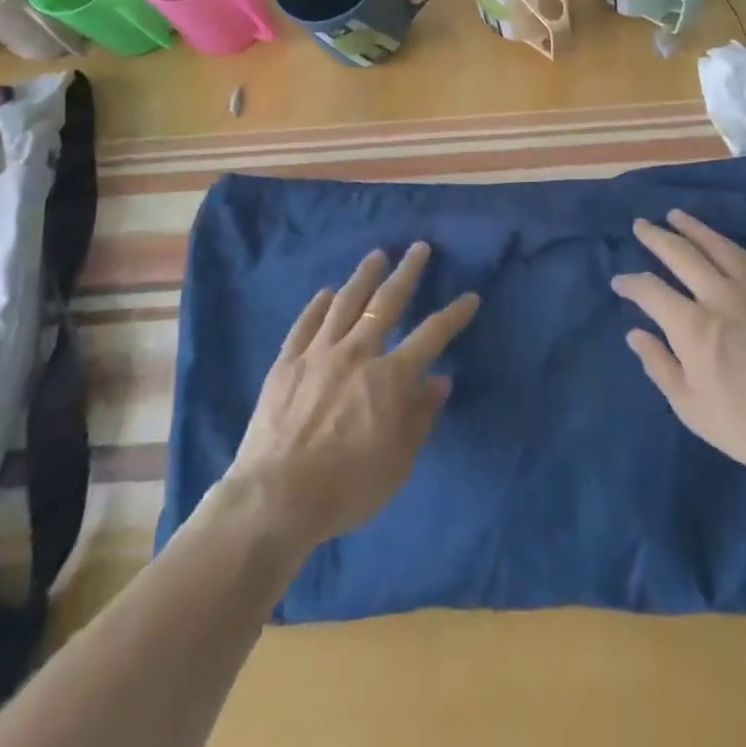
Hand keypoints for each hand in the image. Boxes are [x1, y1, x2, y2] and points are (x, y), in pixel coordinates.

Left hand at [224, 242, 479, 551]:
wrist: (275, 498)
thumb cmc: (346, 488)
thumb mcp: (398, 463)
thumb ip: (420, 417)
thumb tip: (440, 380)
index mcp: (390, 378)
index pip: (431, 335)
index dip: (453, 314)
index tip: (470, 296)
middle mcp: (357, 353)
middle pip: (386, 302)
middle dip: (407, 273)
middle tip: (418, 248)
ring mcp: (318, 354)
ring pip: (345, 303)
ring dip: (363, 276)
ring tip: (376, 255)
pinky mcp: (287, 363)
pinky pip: (305, 324)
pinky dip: (317, 305)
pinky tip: (325, 292)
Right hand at [614, 210, 745, 485]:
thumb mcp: (691, 407)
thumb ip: (659, 365)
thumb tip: (636, 334)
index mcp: (693, 327)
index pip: (651, 291)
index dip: (631, 284)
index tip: (619, 282)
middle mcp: (720, 297)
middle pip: (682, 255)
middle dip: (656, 238)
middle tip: (641, 225)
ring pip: (717, 247)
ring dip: (692, 229)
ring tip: (675, 216)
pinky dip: (727, 244)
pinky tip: (720, 241)